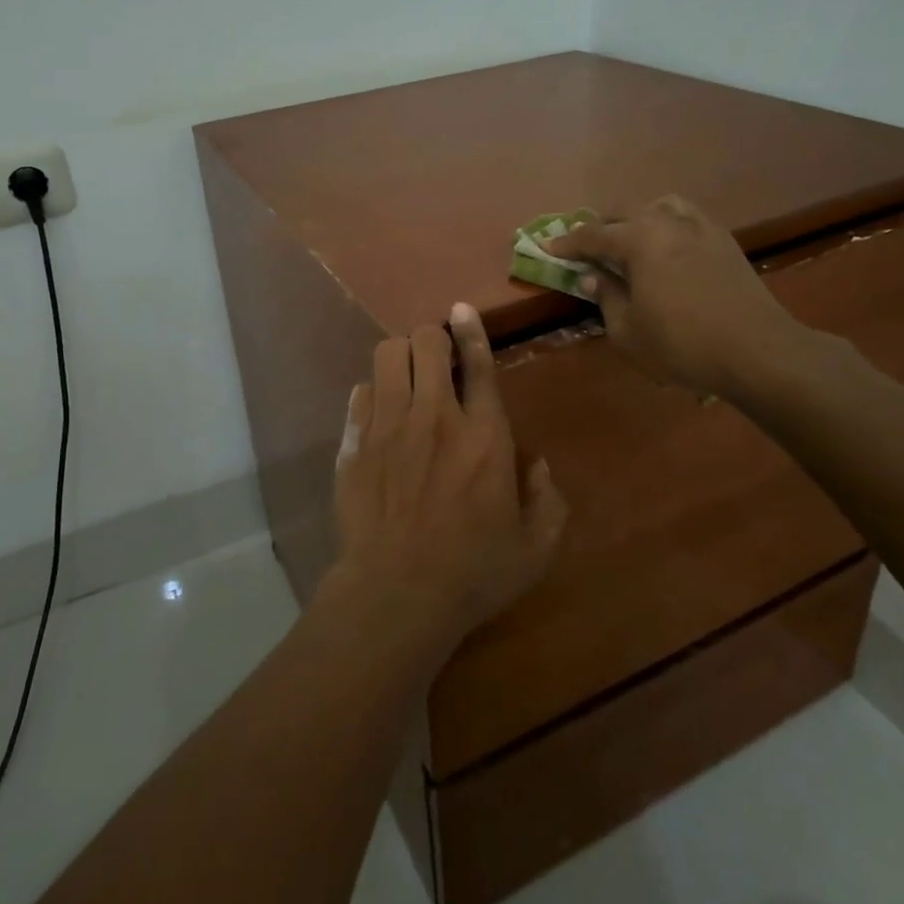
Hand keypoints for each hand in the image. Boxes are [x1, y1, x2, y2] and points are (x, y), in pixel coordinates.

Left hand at [322, 304, 565, 653]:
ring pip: (387, 355)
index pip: (479, 363)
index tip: (461, 309)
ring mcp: (389, 425)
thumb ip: (547, 501)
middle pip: (426, 342)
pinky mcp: (355, 443)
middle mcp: (435, 416)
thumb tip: (537, 466)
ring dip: (401, 355)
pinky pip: (360, 392)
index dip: (472, 329)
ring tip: (407, 375)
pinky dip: (372, 392)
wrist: (397, 594)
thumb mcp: (534, 547)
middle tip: (436, 357)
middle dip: (433, 338)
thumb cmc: (473, 573)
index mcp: (484, 434)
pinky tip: (379, 410)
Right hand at [545, 195, 808, 398]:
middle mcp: (668, 222)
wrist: (758, 351)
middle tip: (585, 247)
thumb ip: (606, 296)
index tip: (547, 248)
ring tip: (628, 239)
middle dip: (600, 227)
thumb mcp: (628, 330)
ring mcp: (701, 228)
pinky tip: (667, 247)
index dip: (567, 244)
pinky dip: (667, 225)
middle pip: (625, 212)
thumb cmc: (682, 344)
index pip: (592, 236)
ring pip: (660, 206)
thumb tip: (591, 276)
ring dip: (637, 218)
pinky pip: (687, 218)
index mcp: (639, 240)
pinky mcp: (725, 241)